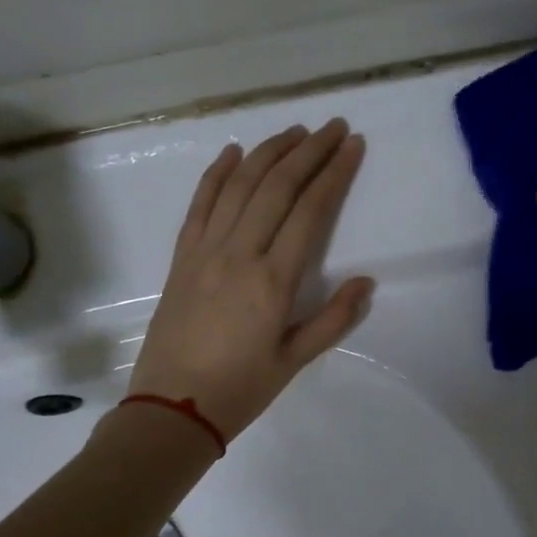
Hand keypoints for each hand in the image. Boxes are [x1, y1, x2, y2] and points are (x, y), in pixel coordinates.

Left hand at [129, 120, 372, 441]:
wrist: (170, 409)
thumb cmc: (239, 390)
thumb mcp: (294, 361)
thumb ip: (333, 319)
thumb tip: (366, 282)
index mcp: (273, 280)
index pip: (310, 211)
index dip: (334, 173)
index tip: (352, 145)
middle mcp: (239, 253)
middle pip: (277, 186)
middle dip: (308, 150)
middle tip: (332, 127)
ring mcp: (204, 250)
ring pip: (239, 185)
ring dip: (268, 151)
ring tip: (294, 130)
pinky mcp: (181, 256)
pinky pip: (200, 203)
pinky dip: (217, 173)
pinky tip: (233, 151)